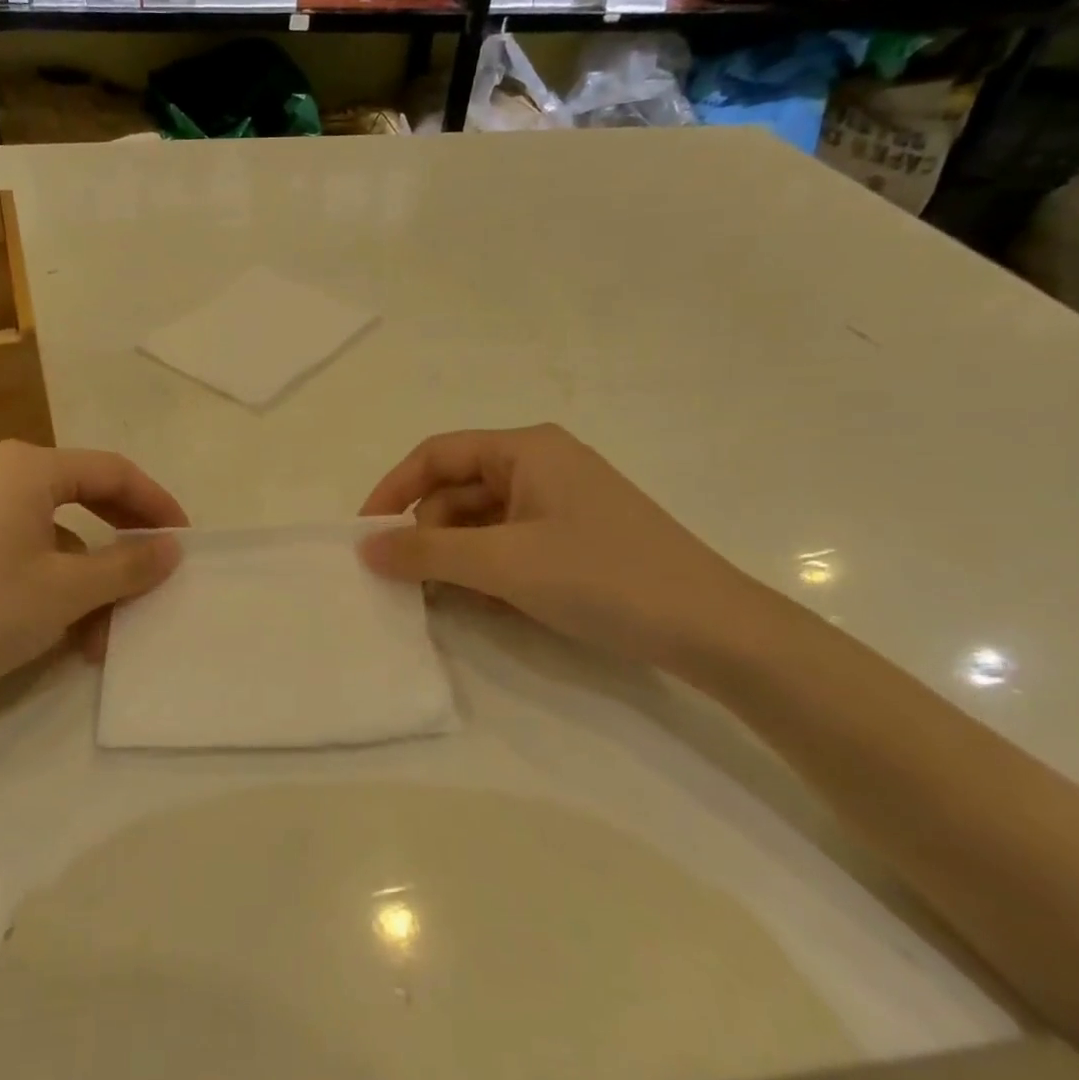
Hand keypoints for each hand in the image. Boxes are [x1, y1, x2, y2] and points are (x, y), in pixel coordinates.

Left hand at [0, 441, 185, 705]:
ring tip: (103, 635)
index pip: (111, 472)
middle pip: (82, 497)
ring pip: (52, 531)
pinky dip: (50, 580)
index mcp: (25, 467)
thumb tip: (171, 549)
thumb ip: (127, 565)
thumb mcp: (67, 592)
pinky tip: (63, 631)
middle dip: (120, 545)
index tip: (184, 540)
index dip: (156, 504)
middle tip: (154, 574)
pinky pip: (20, 546)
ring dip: (86, 579)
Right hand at [358, 425, 767, 671]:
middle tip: (408, 581)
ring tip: (445, 598)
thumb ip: (427, 551)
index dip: (393, 490)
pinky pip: (509, 541)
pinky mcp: (575, 536)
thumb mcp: (503, 564)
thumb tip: (364, 548)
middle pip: (457, 488)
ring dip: (455, 555)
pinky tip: (484, 601)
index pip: (436, 455)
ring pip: (482, 519)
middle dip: (427, 531)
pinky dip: (487, 567)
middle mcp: (541, 464)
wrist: (714, 630)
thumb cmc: (603, 578)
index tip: (365, 536)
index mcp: (525, 448)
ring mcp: (561, 501)